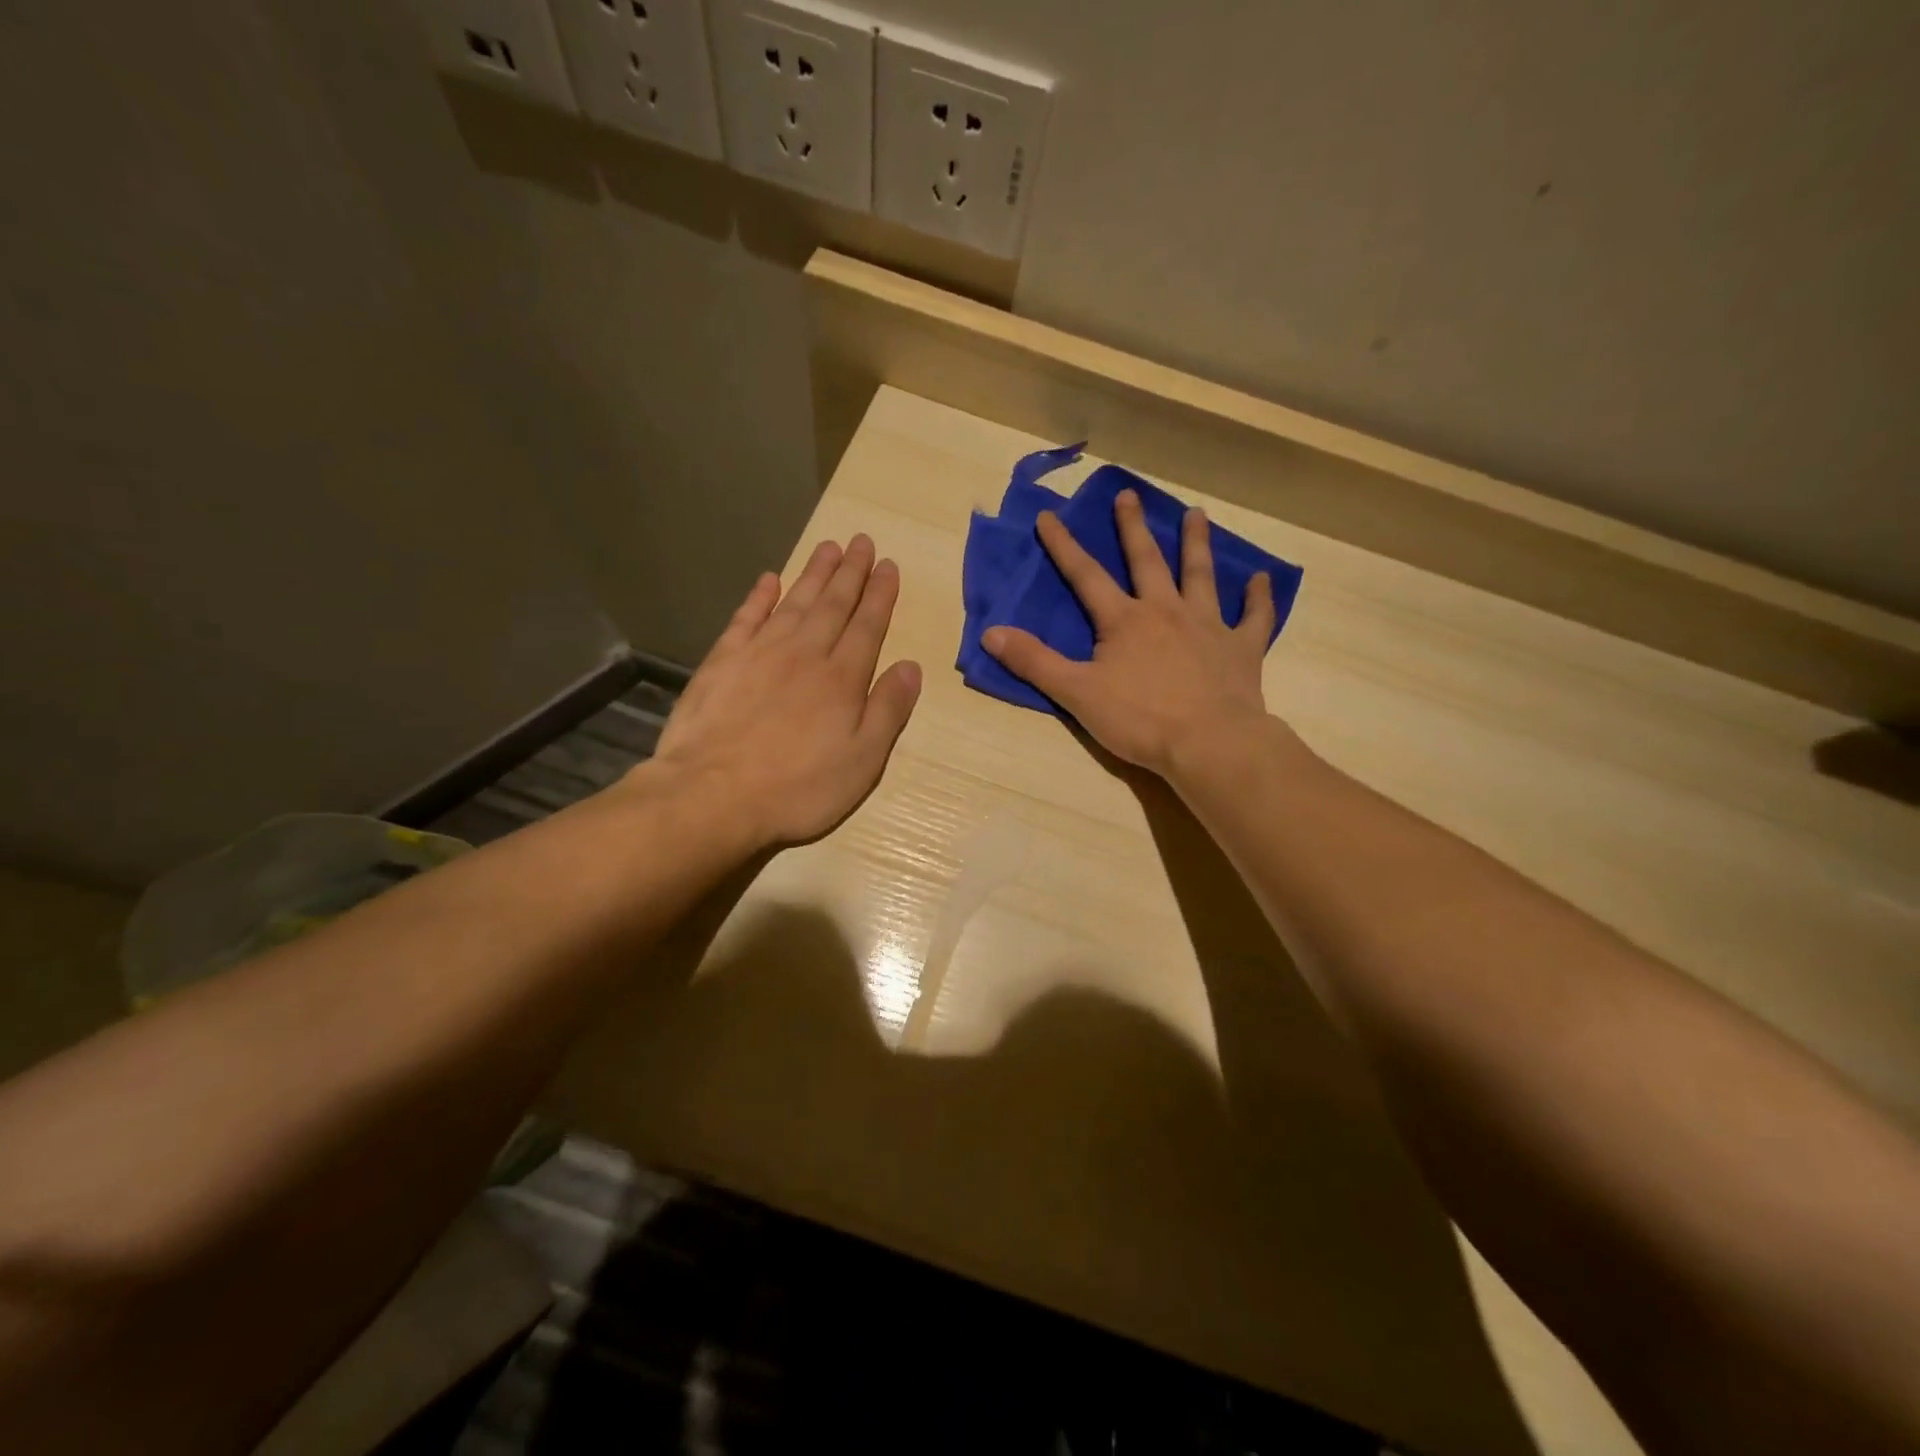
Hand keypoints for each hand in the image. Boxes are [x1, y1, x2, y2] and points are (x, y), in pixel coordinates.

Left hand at [648, 535, 920, 847]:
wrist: (713, 796)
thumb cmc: (798, 788)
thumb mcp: (862, 761)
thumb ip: (888, 710)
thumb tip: (911, 666)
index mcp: (842, 679)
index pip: (867, 626)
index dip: (880, 595)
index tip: (888, 566)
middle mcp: (805, 654)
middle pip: (832, 604)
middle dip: (851, 572)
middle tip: (862, 541)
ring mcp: (760, 653)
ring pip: (794, 602)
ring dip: (813, 573)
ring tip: (829, 547)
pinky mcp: (722, 662)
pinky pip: (746, 618)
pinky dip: (759, 596)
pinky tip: (769, 579)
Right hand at [983, 490, 1275, 778]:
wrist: (1209, 742)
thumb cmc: (1139, 719)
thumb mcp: (1076, 693)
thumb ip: (1034, 661)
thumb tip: (990, 633)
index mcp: (1124, 621)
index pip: (1086, 576)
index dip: (1063, 547)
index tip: (1048, 516)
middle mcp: (1166, 611)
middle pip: (1147, 561)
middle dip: (1132, 528)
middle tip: (1129, 495)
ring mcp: (1208, 626)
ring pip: (1200, 576)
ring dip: (1196, 544)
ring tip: (1196, 514)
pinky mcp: (1241, 648)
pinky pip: (1253, 617)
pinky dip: (1258, 597)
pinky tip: (1261, 578)